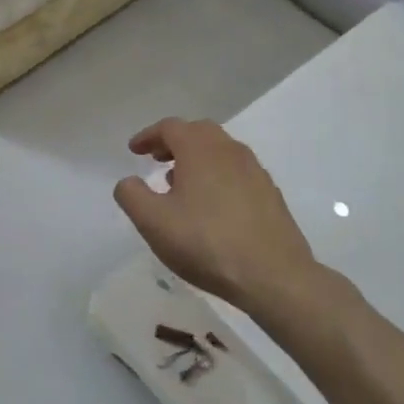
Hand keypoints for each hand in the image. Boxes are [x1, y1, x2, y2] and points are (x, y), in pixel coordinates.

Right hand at [113, 118, 344, 317]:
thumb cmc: (206, 243)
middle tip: (157, 160)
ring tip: (181, 183)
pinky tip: (211, 204)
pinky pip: (237, 171)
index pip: (170, 127)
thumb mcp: (153, 222)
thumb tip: (129, 181)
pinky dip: (217, 175)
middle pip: (198, 132)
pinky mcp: (270, 194)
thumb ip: (132, 195)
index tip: (134, 150)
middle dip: (174, 142)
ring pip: (220, 151)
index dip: (148, 136)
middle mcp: (230, 150)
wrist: (274, 276)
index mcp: (200, 149)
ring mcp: (255, 171)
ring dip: (197, 158)